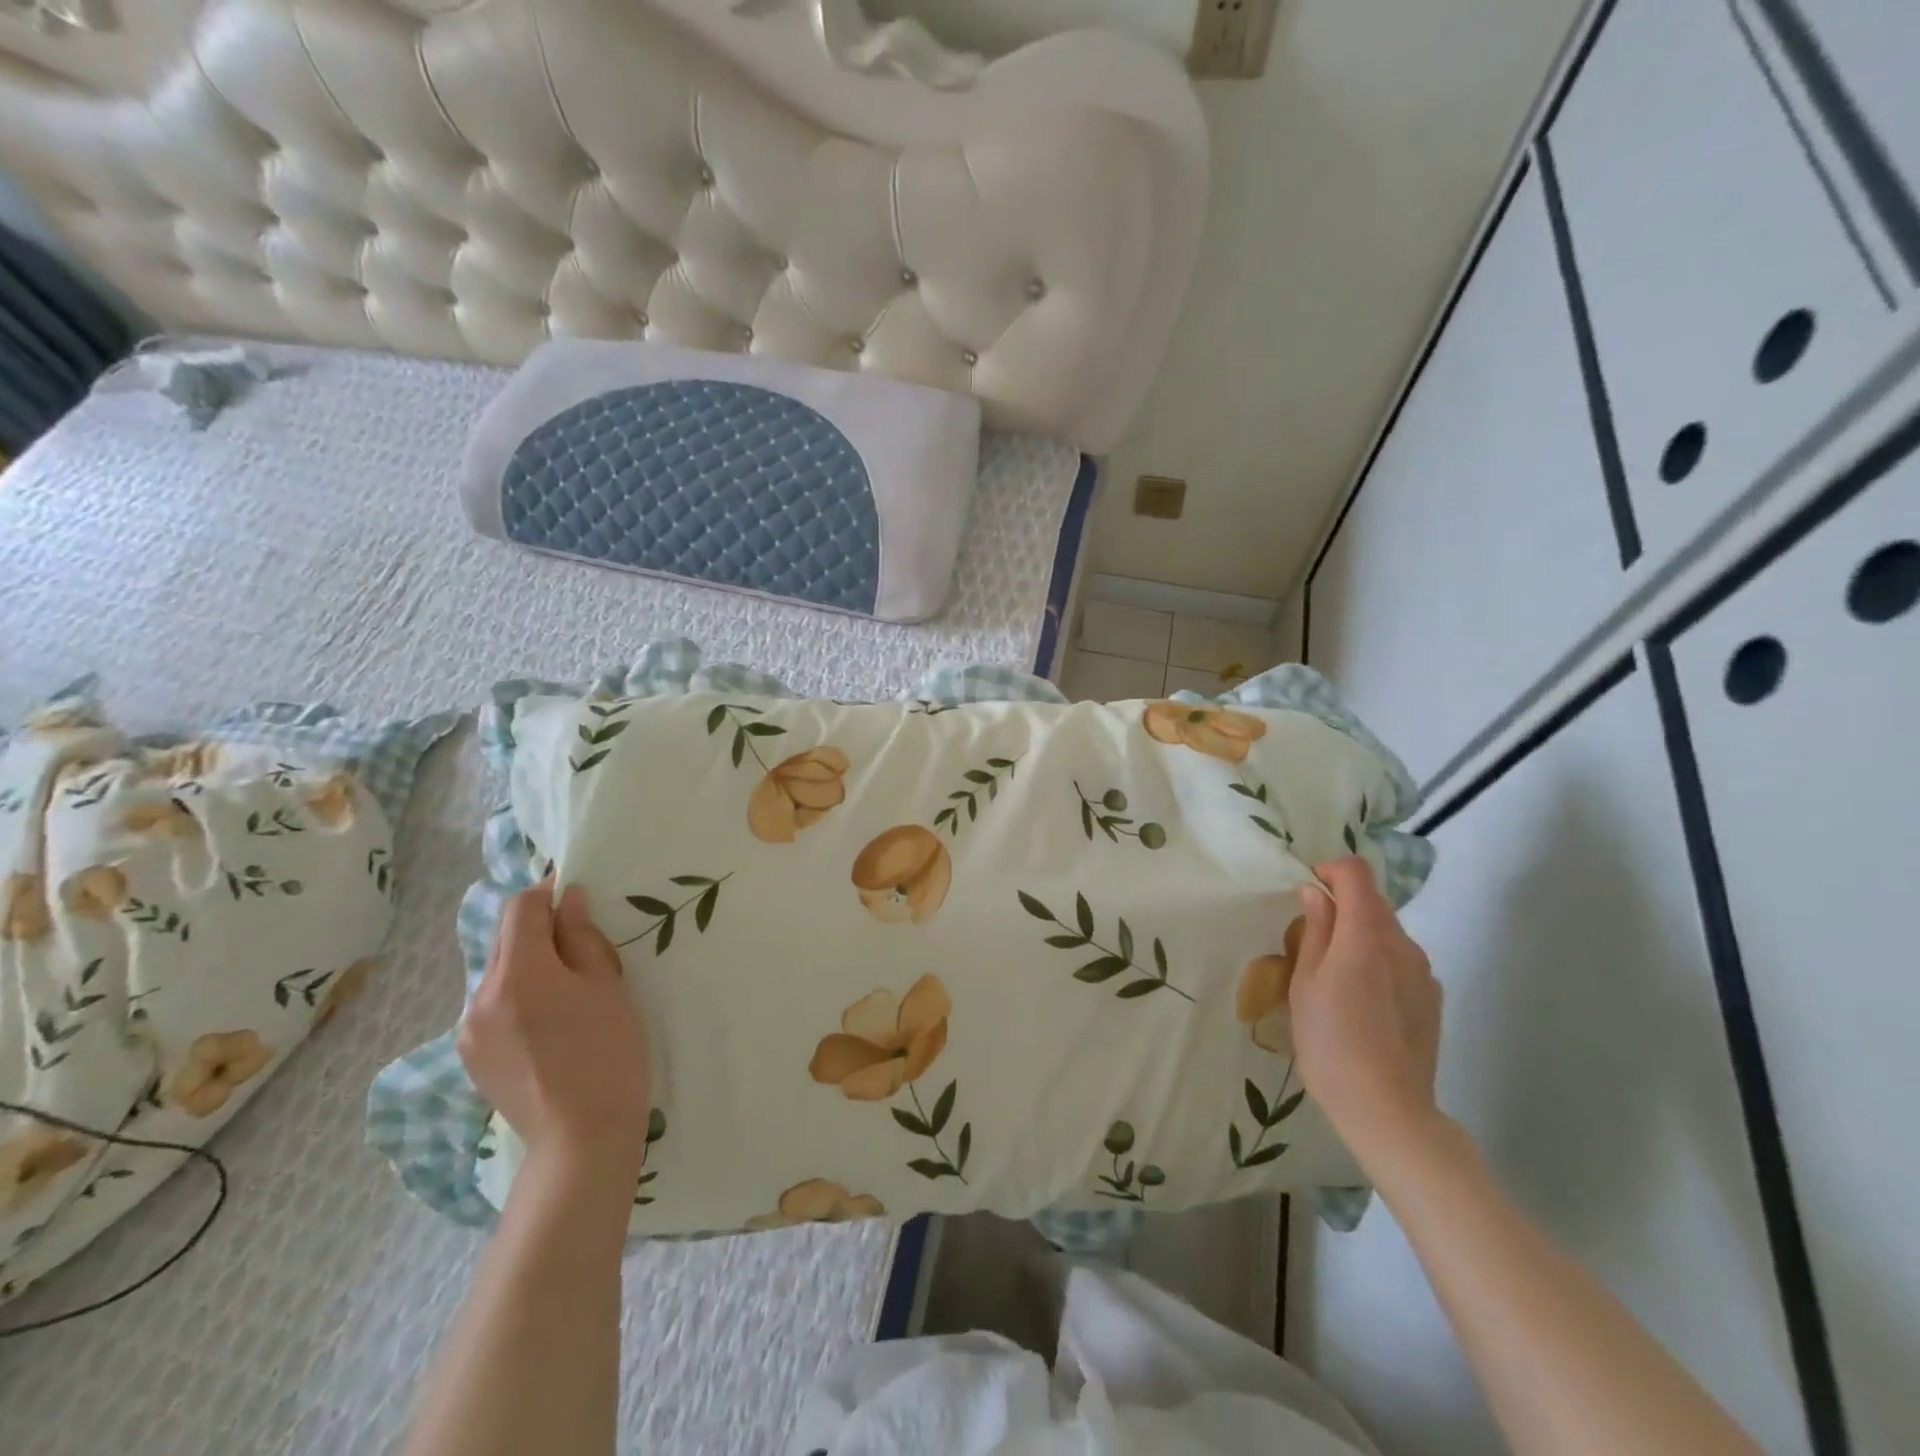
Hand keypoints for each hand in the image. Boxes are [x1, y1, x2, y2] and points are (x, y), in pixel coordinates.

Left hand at [458, 879, 652, 1170]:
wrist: (581, 1136)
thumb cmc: (609, 1053)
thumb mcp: (608, 985)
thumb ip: (582, 937)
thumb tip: (567, 900)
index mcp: (520, 973)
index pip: (521, 908)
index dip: (547, 891)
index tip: (576, 893)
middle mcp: (481, 995)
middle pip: (506, 938)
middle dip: (539, 928)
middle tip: (581, 943)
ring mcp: (469, 1028)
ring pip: (499, 971)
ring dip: (529, 962)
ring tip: (567, 987)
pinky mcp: (470, 1054)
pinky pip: (492, 1004)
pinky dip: (517, 994)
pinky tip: (547, 1020)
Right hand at [1288, 856, 1443, 1166]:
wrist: (1388, 1110)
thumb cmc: (1330, 1044)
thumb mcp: (1305, 985)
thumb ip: (1315, 931)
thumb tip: (1316, 893)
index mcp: (1365, 937)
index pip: (1356, 874)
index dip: (1330, 870)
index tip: (1308, 890)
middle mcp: (1402, 945)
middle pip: (1373, 901)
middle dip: (1342, 904)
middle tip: (1312, 937)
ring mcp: (1423, 971)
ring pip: (1388, 931)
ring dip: (1360, 933)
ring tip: (1336, 974)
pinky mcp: (1432, 995)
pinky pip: (1401, 959)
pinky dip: (1379, 959)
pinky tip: (1363, 999)